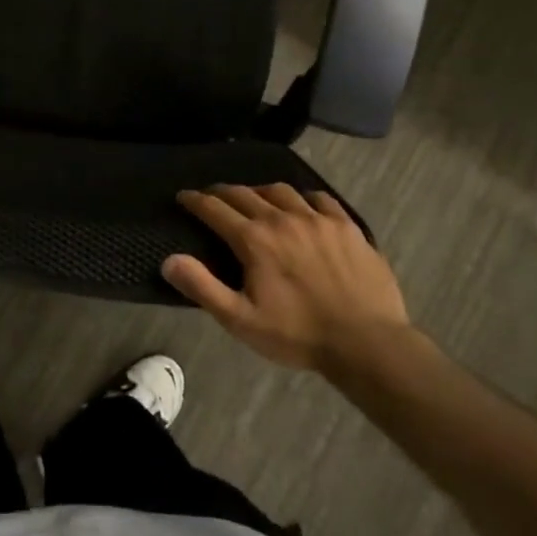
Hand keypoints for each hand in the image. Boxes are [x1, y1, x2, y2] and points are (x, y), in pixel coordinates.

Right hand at [163, 184, 410, 372]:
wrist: (367, 343)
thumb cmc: (298, 334)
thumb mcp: (240, 319)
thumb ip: (202, 287)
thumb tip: (169, 260)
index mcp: (254, 240)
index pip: (215, 209)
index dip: (194, 201)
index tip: (183, 197)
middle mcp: (283, 219)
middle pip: (245, 194)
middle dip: (222, 192)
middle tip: (211, 196)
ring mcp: (318, 220)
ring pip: (281, 191)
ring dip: (260, 191)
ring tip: (254, 198)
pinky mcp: (347, 227)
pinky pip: (320, 199)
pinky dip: (302, 198)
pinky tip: (302, 206)